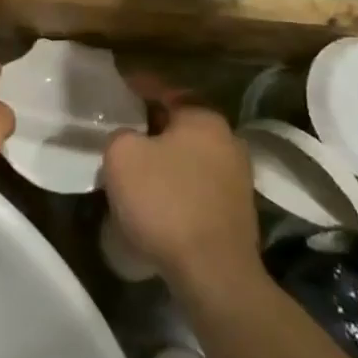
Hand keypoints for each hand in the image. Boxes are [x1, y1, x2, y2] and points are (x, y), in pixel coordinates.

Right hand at [103, 104, 259, 294]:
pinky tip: (156, 199)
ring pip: (190, 155)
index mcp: (204, 118)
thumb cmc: (165, 201)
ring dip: (165, 158)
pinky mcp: (236, 211)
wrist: (212, 272)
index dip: (139, 86)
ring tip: (135, 167)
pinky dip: (176, 185)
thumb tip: (132, 141)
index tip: (119, 86)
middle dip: (152, 125)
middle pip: (181, 124)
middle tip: (122, 130)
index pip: (166, 90)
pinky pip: (197, 185)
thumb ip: (122, 135)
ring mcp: (237, 177)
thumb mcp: (122, 155)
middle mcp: (228, 140)